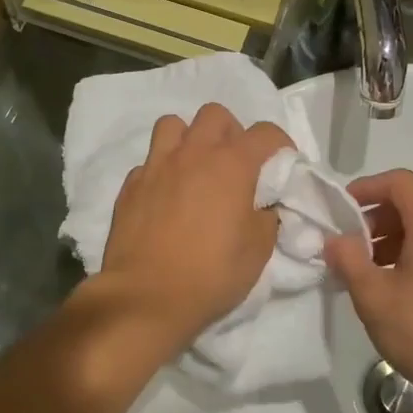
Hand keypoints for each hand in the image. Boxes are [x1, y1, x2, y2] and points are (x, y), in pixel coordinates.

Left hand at [97, 104, 292, 350]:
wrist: (147, 297)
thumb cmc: (212, 274)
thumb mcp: (258, 250)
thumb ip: (267, 216)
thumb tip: (263, 206)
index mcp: (231, 164)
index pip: (266, 132)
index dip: (280, 145)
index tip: (282, 166)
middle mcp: (193, 154)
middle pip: (215, 115)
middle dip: (231, 133)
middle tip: (235, 165)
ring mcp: (156, 166)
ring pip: (173, 125)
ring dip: (190, 139)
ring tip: (196, 169)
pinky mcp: (130, 185)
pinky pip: (150, 161)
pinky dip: (162, 170)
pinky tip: (166, 197)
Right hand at [324, 169, 412, 412]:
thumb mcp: (374, 299)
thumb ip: (348, 260)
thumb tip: (336, 239)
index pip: (400, 182)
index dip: (366, 188)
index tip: (341, 210)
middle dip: (376, 219)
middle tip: (350, 249)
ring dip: (395, 239)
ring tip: (371, 273)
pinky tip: (402, 288)